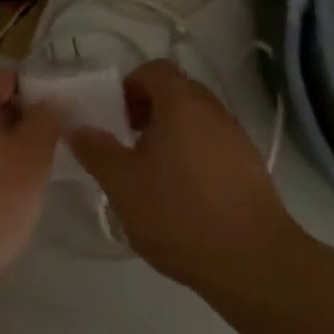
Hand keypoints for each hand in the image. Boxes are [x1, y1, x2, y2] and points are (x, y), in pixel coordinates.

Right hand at [70, 59, 298, 293]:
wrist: (255, 263)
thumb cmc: (181, 214)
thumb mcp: (124, 185)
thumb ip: (97, 151)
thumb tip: (77, 127)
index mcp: (181, 103)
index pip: (155, 70)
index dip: (131, 86)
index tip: (117, 117)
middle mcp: (212, 110)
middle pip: (177, 92)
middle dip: (150, 110)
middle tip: (130, 144)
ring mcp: (237, 138)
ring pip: (197, 121)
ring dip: (173, 135)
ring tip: (155, 174)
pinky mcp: (252, 168)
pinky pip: (215, 146)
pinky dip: (195, 157)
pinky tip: (185, 197)